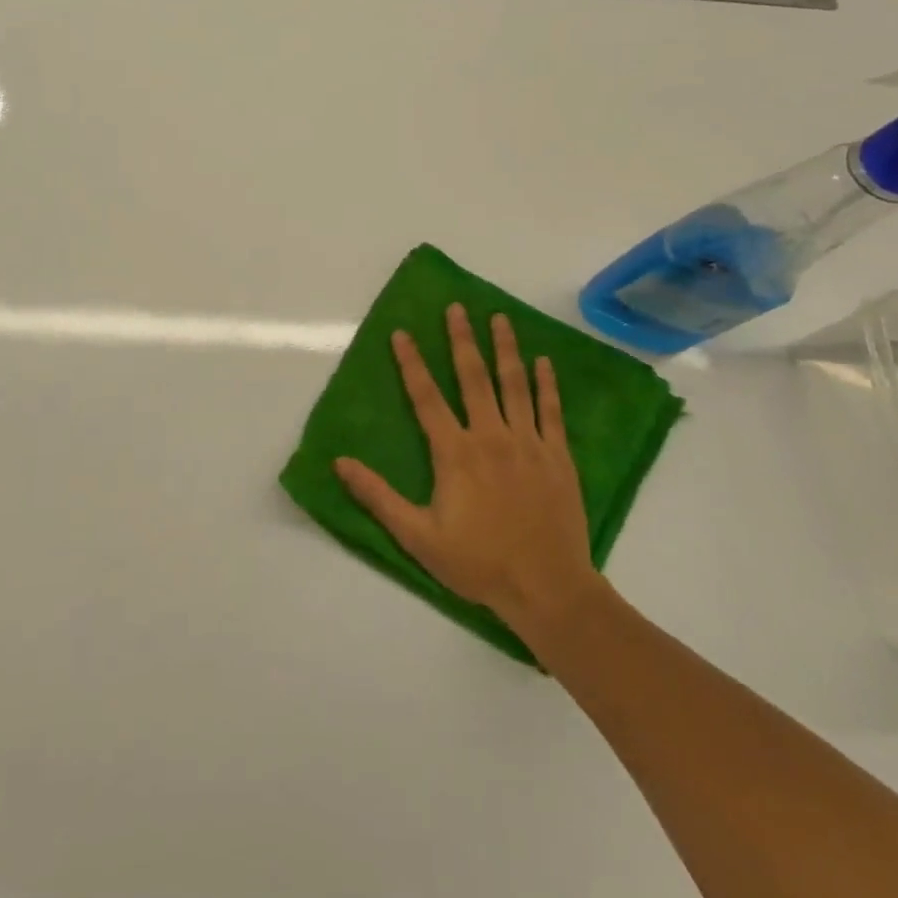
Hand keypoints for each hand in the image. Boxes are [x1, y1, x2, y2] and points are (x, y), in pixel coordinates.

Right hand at [335, 304, 600, 635]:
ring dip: (505, 349)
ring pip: (515, 385)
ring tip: (500, 318)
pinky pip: (552, 411)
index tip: (402, 333)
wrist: (547, 589)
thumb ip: (378, 496)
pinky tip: (544, 362)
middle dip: (462, 340)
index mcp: (455, 453)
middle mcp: (491, 436)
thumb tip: (339, 463)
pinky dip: (547, 384)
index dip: (411, 363)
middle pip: (473, 377)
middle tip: (456, 308)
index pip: (426, 397)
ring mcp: (529, 443)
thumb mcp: (417, 536)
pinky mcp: (558, 457)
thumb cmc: (477, 562)